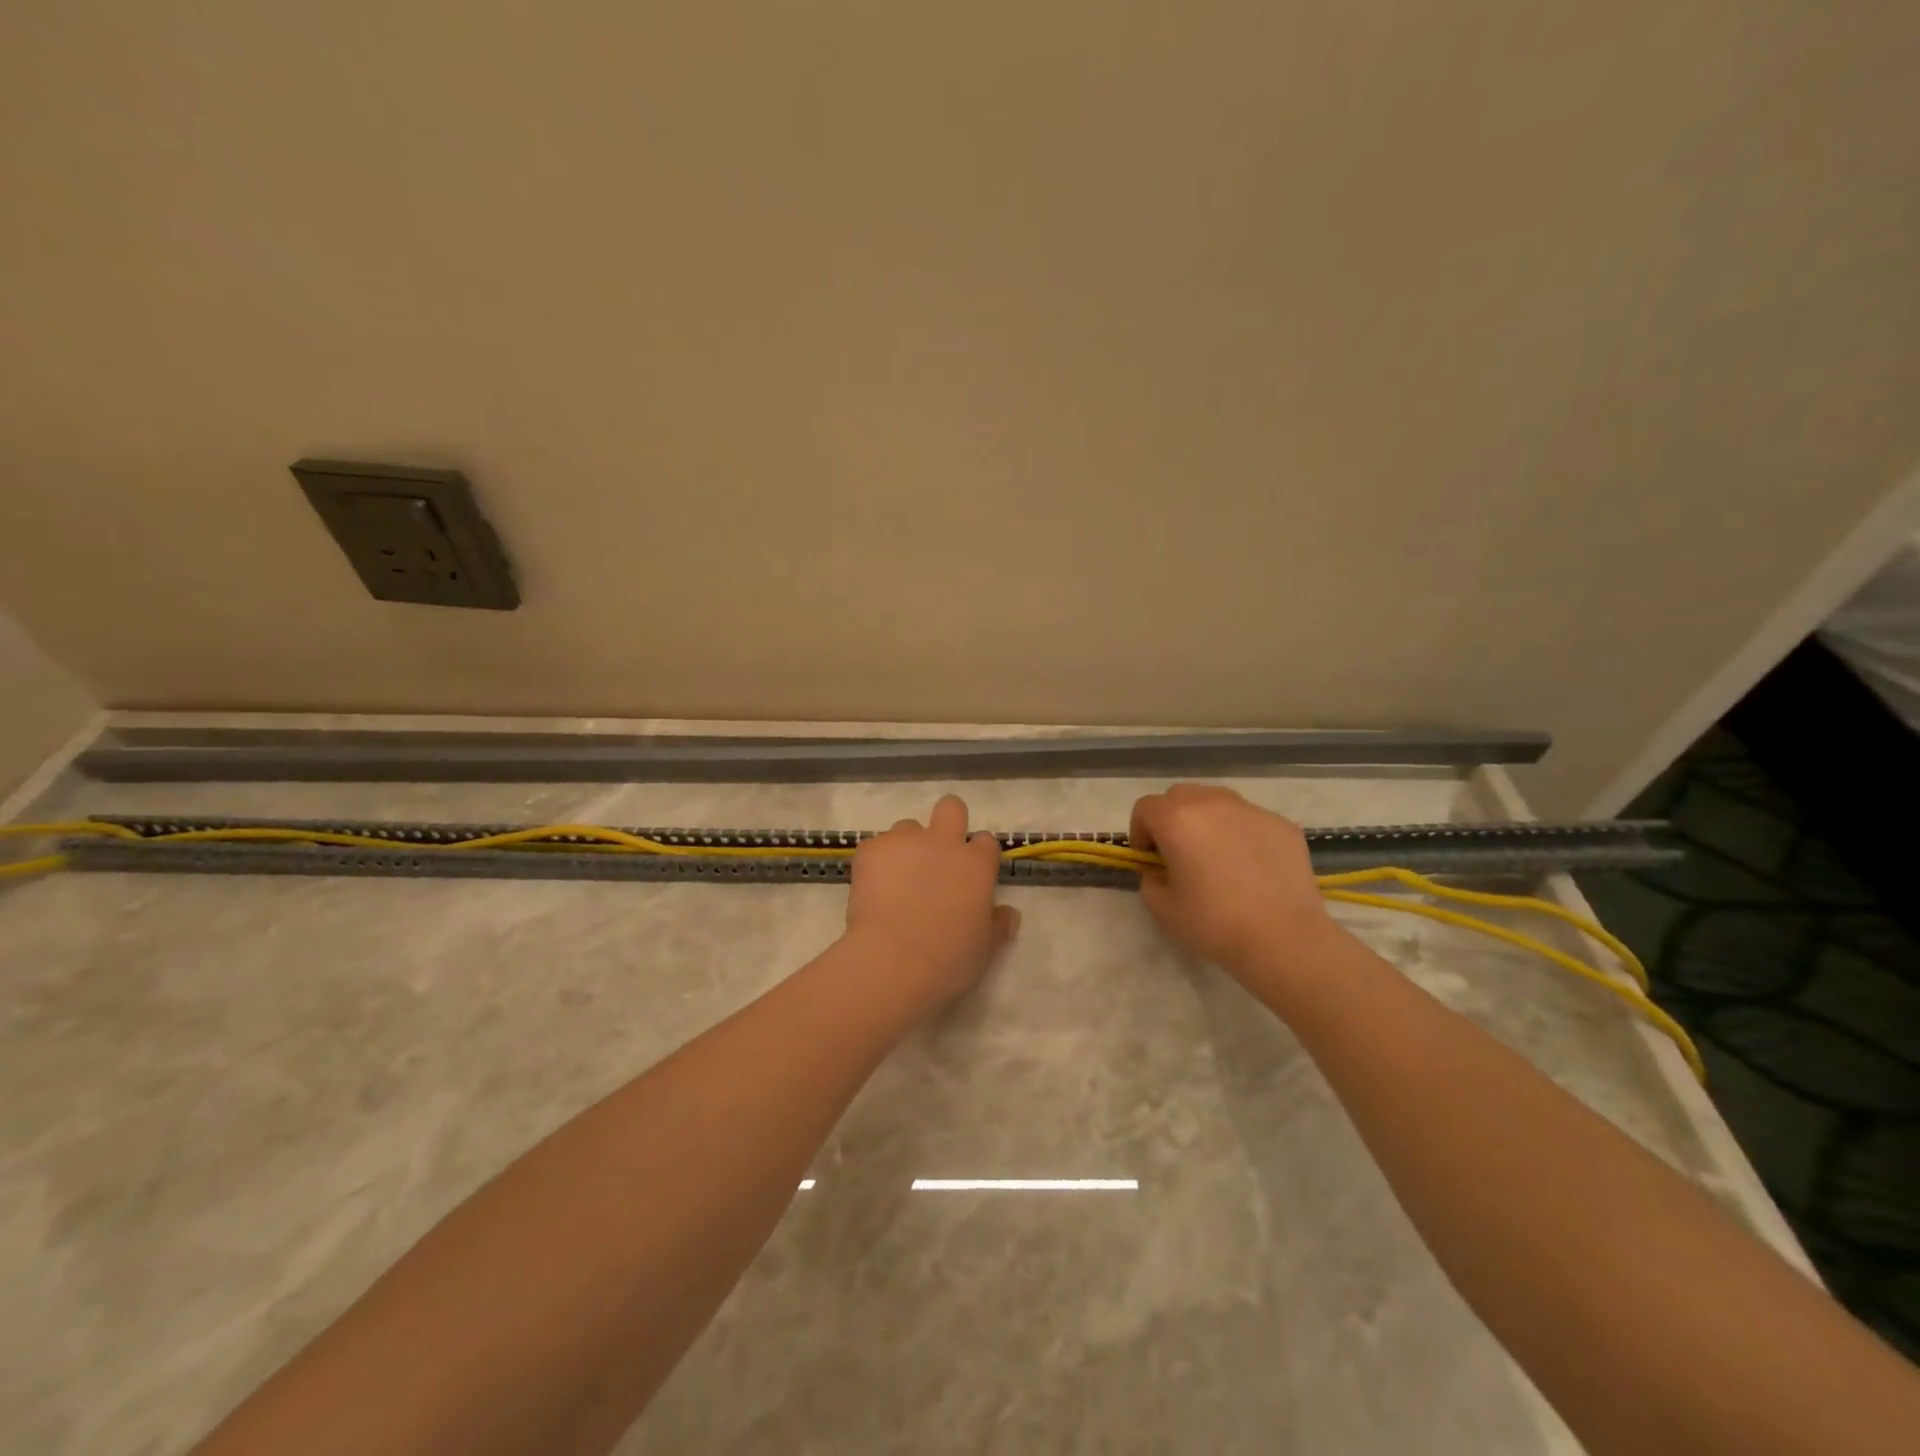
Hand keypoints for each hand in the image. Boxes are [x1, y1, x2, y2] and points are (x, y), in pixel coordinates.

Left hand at [844, 795, 1019, 1014]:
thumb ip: (997, 925)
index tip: (970, 875)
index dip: (978, 855)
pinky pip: (876, 847)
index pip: (986, 841)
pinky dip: (876, 863)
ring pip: (907, 827)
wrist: (891, 962)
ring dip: (907, 846)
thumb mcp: (984, 949)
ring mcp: (905, 842)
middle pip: (951, 808)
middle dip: (947, 822)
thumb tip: (1009, 914)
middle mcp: (944, 842)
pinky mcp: (871, 849)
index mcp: (976, 864)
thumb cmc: (947, 960)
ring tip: (896, 879)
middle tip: (936, 855)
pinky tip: (872, 889)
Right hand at [1129, 784, 1342, 983]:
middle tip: (1179, 854)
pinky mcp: (1282, 824)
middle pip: (1180, 796)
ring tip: (1217, 857)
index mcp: (1177, 819)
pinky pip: (1249, 820)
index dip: (1140, 832)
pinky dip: (1241, 834)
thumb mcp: (1162, 909)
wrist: (1284, 939)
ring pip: (1217, 802)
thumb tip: (1159, 870)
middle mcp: (1212, 803)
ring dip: (1206, 821)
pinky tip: (1251, 868)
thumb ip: (1150, 880)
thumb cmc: (1214, 923)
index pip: (1145, 808)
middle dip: (1172, 820)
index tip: (1150, 859)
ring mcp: (1251, 810)